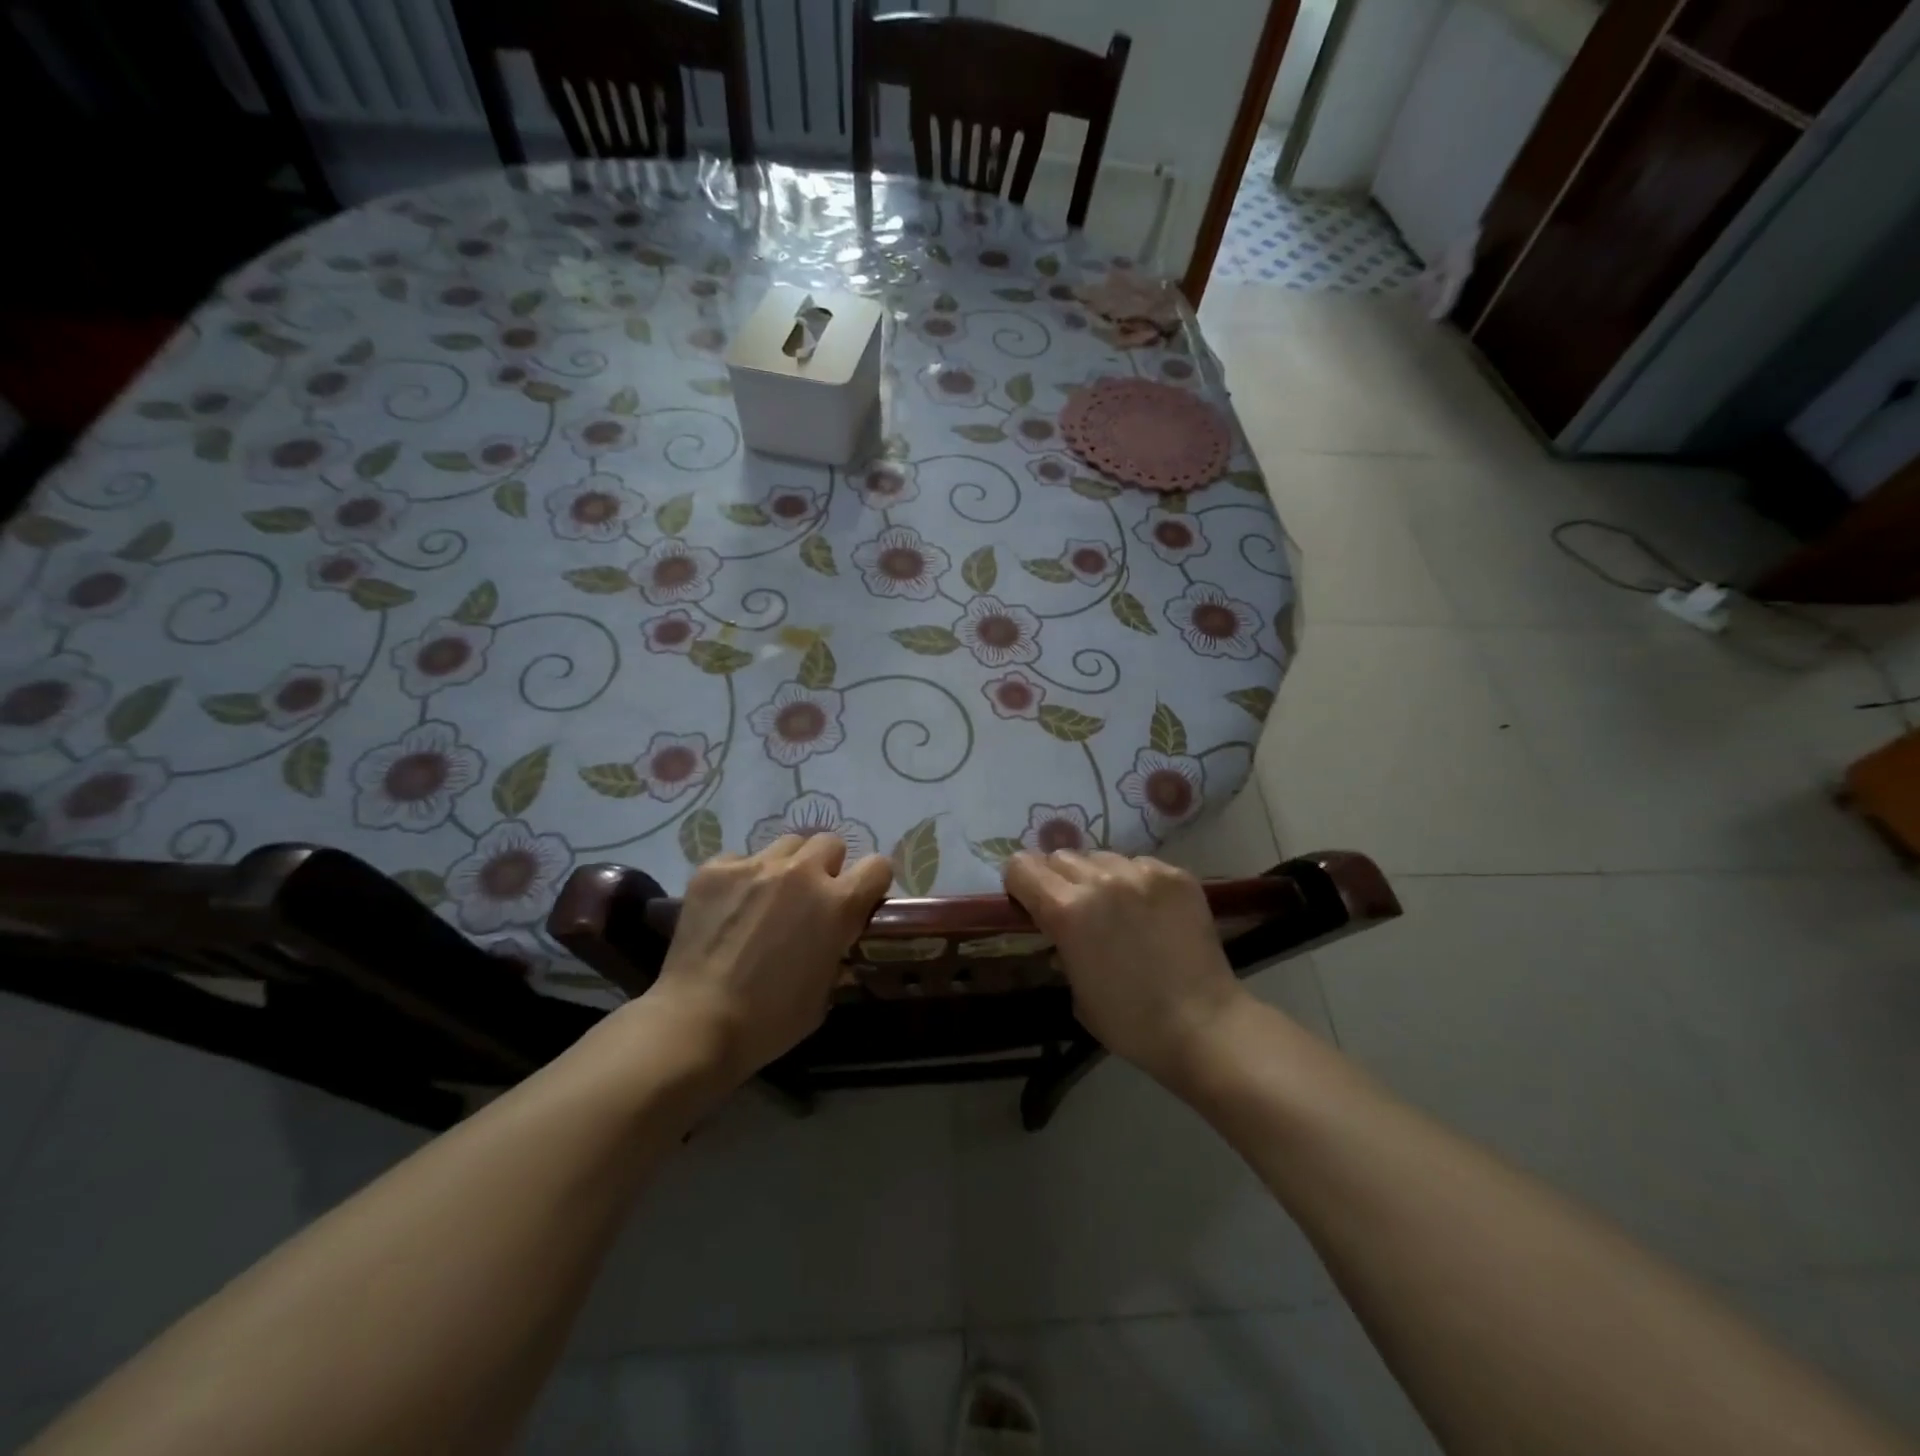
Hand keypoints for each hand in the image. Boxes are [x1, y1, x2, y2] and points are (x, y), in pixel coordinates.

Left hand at [645, 835, 892, 1082]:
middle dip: (827, 867)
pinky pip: (740, 858)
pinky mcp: (715, 869)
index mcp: (838, 904)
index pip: (878, 866)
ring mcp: (755, 866)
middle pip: (830, 843)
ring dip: (787, 866)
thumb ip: (837, 954)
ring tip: (769, 896)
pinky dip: (741, 877)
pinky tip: (729, 906)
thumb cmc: (770, 1020)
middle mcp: (802, 873)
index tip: (860, 899)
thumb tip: (836, 942)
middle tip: (811, 898)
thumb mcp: (824, 994)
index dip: (872, 882)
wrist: (697, 1022)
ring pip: (787, 844)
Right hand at [1004, 851, 1247, 1087]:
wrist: (1203, 1025)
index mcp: (1065, 909)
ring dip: (1098, 877)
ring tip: (1116, 907)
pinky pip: (1140, 865)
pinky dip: (1136, 882)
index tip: (1028, 902)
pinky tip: (1150, 912)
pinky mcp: (1176, 875)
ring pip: (1101, 857)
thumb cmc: (1129, 1021)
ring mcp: (1141, 873)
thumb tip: (1059, 930)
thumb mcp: (1075, 989)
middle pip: (1059, 857)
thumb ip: (1060, 946)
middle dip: (1057, 879)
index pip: (1021, 867)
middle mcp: (1099, 880)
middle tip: (1074, 908)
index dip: (1020, 884)